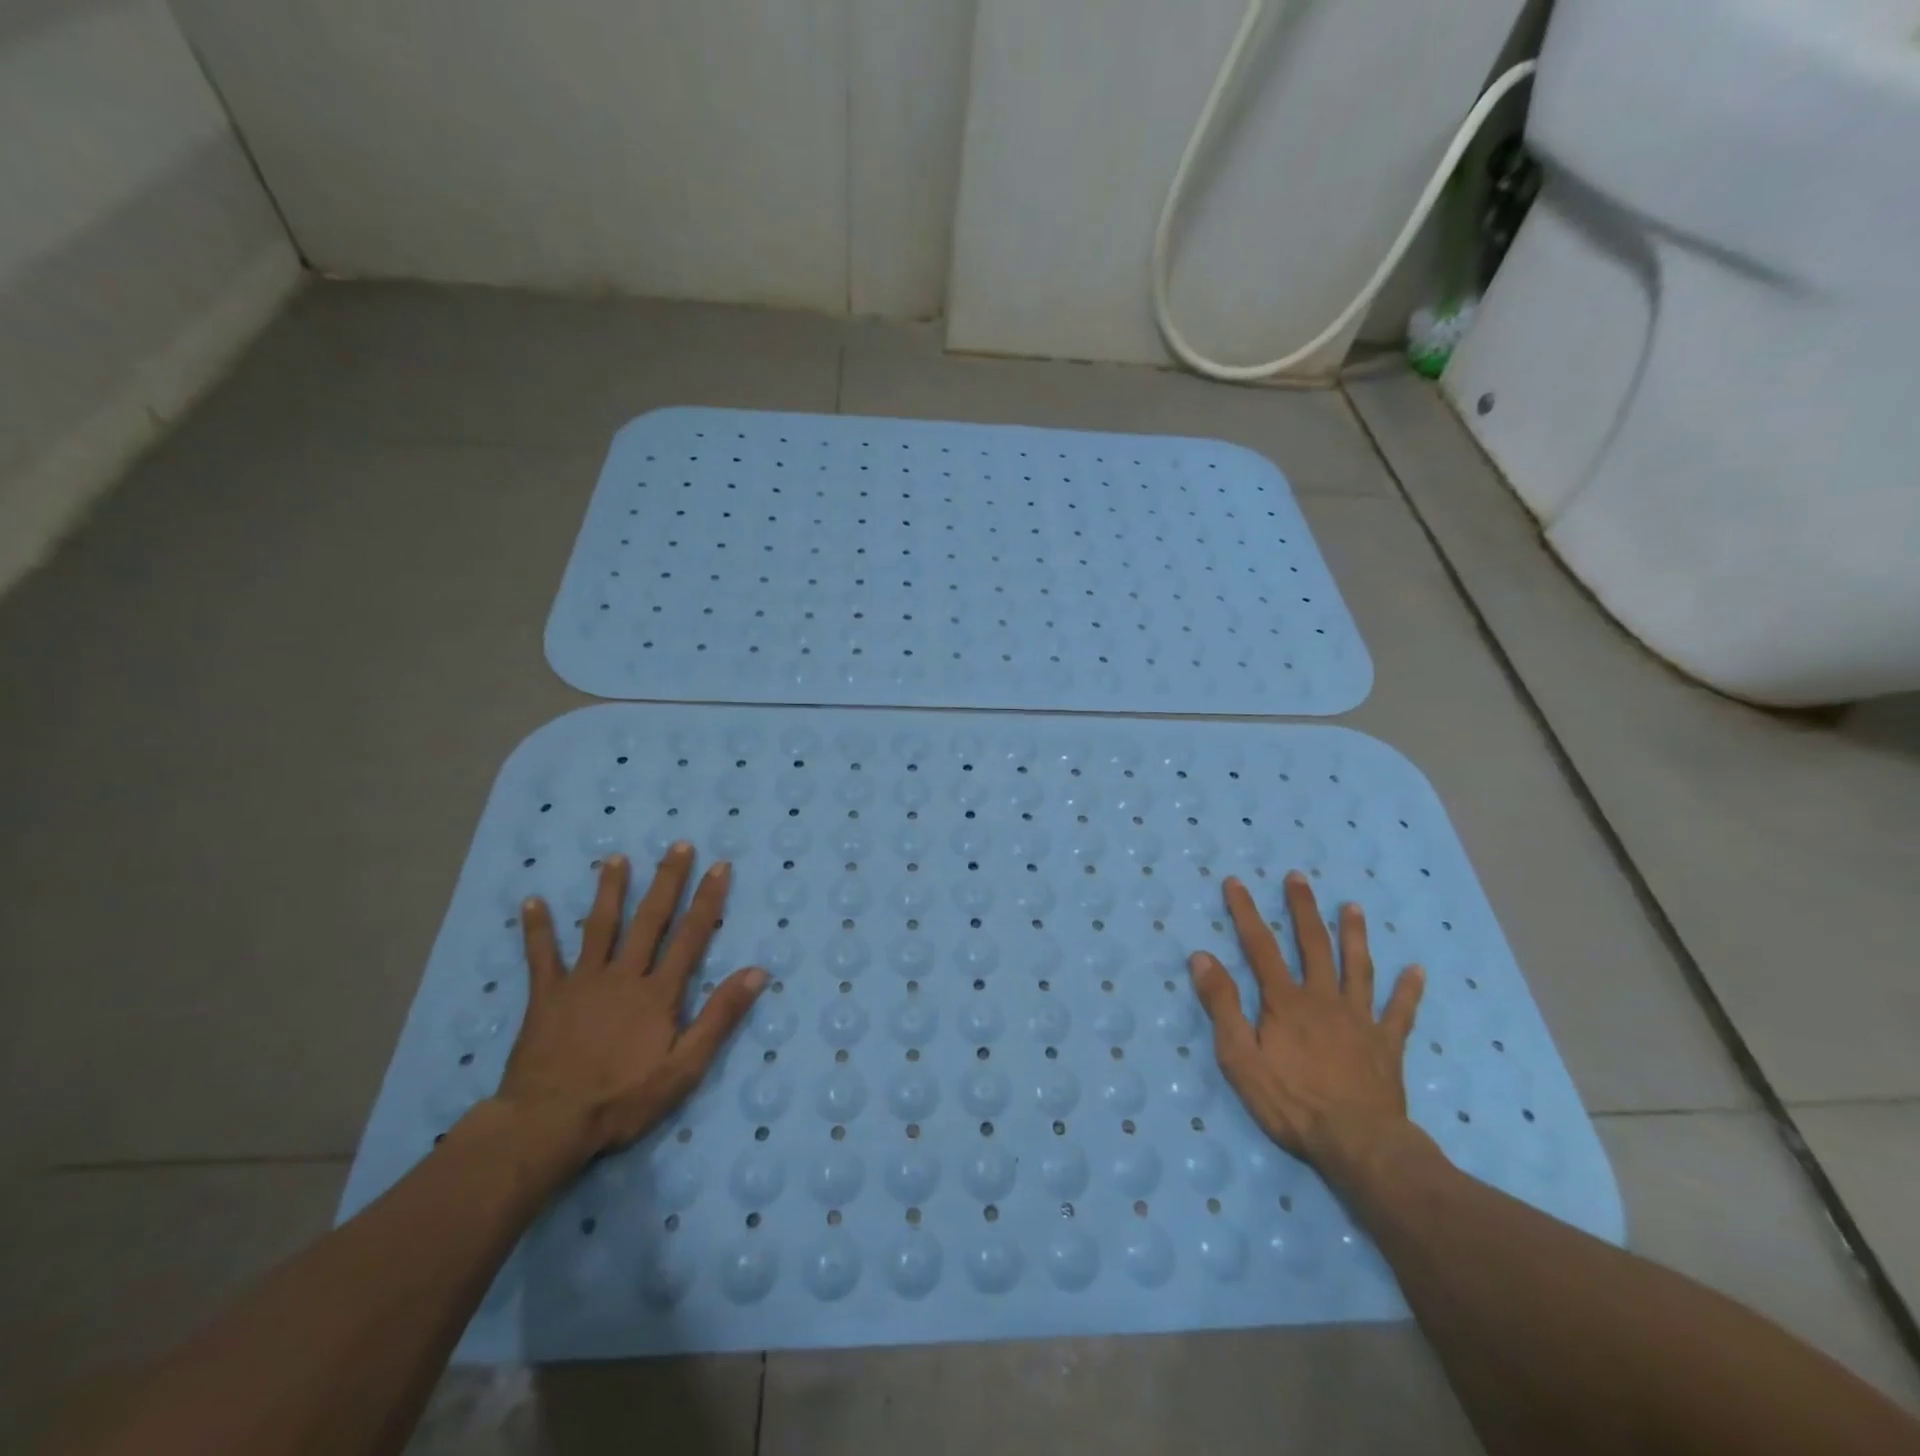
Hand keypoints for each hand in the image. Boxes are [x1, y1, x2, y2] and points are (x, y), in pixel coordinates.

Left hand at [494, 842, 766, 1170]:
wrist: (547, 1124)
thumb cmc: (622, 1100)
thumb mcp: (684, 1068)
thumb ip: (719, 1018)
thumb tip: (758, 972)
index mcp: (658, 992)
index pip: (691, 936)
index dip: (708, 900)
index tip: (720, 866)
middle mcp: (623, 975)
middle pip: (649, 919)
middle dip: (667, 880)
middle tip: (678, 845)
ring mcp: (582, 982)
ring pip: (599, 926)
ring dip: (609, 890)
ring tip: (616, 858)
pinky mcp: (546, 996)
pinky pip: (541, 956)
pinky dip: (537, 928)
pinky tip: (532, 901)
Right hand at [1189, 871, 1424, 1177]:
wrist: (1359, 1145)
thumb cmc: (1291, 1103)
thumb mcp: (1240, 1058)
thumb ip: (1222, 1005)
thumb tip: (1202, 957)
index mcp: (1285, 1001)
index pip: (1260, 946)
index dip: (1245, 912)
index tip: (1235, 882)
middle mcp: (1323, 999)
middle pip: (1313, 945)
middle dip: (1302, 909)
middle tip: (1298, 877)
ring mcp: (1359, 1020)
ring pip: (1357, 968)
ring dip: (1354, 935)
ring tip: (1353, 906)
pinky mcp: (1386, 1045)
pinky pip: (1400, 1012)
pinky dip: (1408, 990)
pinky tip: (1416, 970)